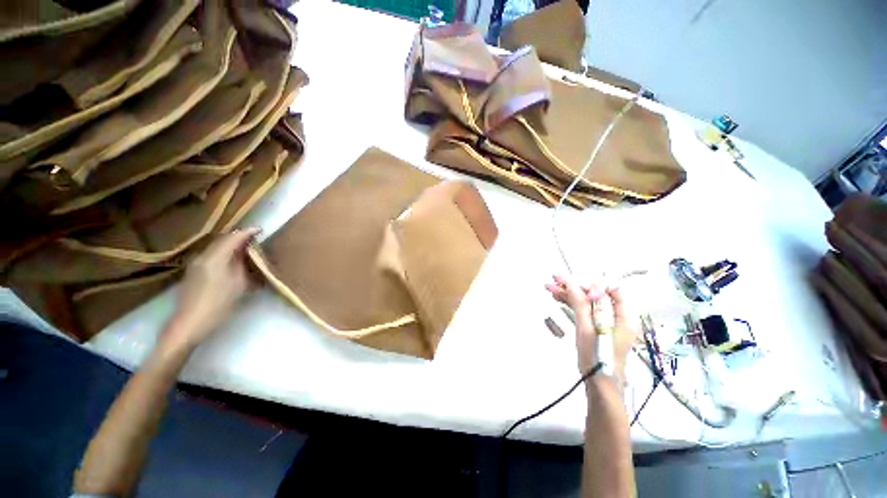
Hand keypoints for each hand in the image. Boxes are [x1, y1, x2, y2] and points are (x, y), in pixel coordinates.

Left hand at [159, 228, 260, 353]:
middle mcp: (203, 257)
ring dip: (231, 246)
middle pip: (222, 241)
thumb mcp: (239, 284)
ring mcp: (195, 265)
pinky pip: (212, 256)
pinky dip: (224, 254)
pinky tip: (232, 262)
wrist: (190, 324)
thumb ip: (244, 265)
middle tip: (255, 239)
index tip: (260, 230)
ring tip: (246, 250)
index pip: (232, 238)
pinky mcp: (193, 273)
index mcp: (215, 258)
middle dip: (239, 238)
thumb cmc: (219, 303)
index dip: (247, 232)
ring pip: (216, 248)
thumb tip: (249, 254)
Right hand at [545, 275, 637, 375]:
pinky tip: (558, 298)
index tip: (570, 281)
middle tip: (554, 279)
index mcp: (624, 315)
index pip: (610, 289)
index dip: (590, 283)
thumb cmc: (596, 357)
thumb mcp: (587, 328)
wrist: (599, 386)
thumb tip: (573, 282)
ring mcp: (607, 322)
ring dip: (569, 294)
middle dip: (574, 287)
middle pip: (596, 294)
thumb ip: (581, 304)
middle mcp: (617, 316)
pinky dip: (572, 304)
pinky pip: (585, 311)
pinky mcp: (597, 328)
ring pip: (587, 302)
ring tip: (550, 287)